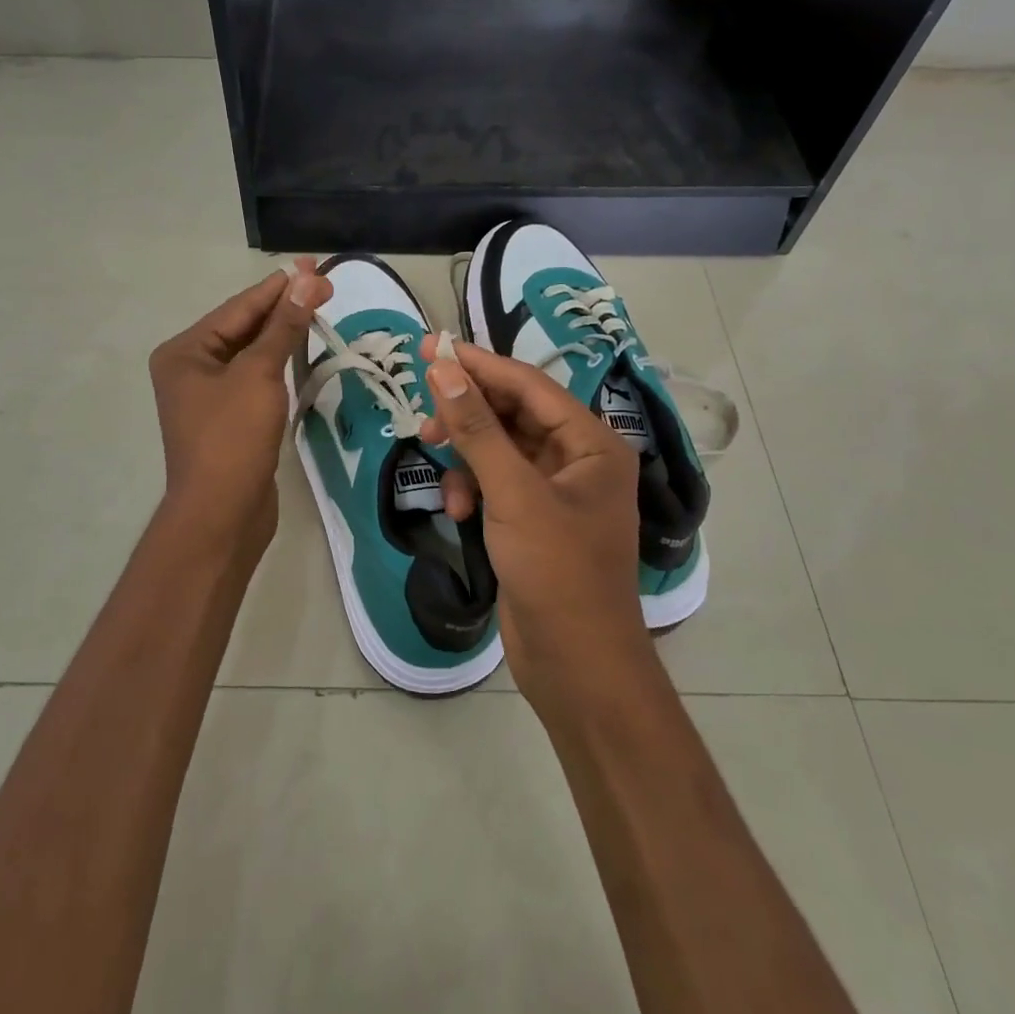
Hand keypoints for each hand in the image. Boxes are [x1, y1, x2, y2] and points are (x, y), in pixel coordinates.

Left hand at [147, 260, 330, 561]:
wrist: (221, 514)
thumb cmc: (232, 438)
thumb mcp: (259, 374)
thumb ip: (283, 326)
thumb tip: (307, 281)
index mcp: (184, 352)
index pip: (239, 308)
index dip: (279, 286)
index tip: (314, 266)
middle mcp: (190, 368)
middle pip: (243, 327)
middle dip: (283, 307)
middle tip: (325, 285)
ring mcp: (209, 396)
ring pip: (251, 353)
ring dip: (283, 333)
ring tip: (318, 309)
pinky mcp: (229, 419)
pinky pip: (255, 378)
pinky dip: (279, 363)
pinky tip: (301, 349)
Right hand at [417, 337, 651, 704]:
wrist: (576, 666)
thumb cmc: (556, 572)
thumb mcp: (512, 493)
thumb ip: (476, 428)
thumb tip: (444, 368)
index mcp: (591, 443)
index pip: (528, 385)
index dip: (479, 364)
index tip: (431, 347)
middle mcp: (577, 460)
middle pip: (513, 414)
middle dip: (468, 414)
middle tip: (423, 409)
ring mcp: (555, 492)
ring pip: (498, 450)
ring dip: (466, 457)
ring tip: (441, 472)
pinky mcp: (533, 520)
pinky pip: (495, 484)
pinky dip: (472, 490)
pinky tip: (458, 512)